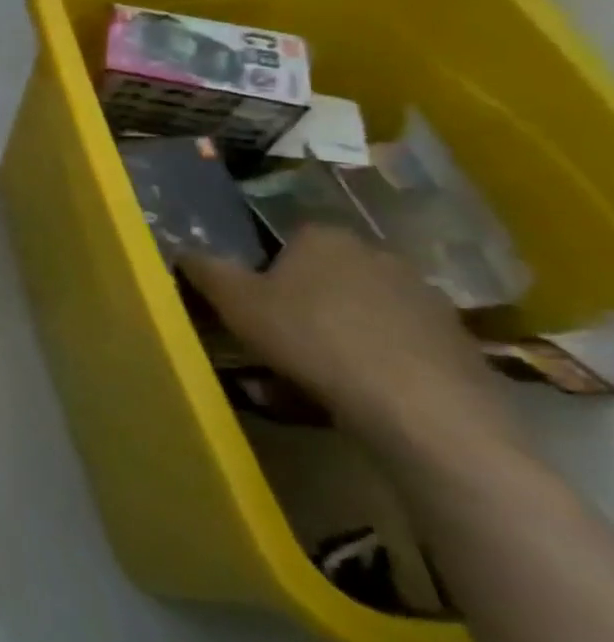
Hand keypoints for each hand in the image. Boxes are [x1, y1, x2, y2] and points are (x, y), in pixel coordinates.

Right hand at [181, 225, 517, 455]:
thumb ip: (205, 270)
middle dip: (305, 297)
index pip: (286, 239)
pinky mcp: (457, 338)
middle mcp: (378, 253)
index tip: (252, 302)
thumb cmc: (311, 338)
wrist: (419, 405)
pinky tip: (359, 387)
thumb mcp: (234, 302)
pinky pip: (398, 340)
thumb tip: (183, 250)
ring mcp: (425, 296)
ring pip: (363, 306)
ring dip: (342, 328)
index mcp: (324, 237)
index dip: (265, 269)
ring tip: (317, 370)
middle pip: (327, 272)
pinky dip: (377, 356)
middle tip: (279, 335)